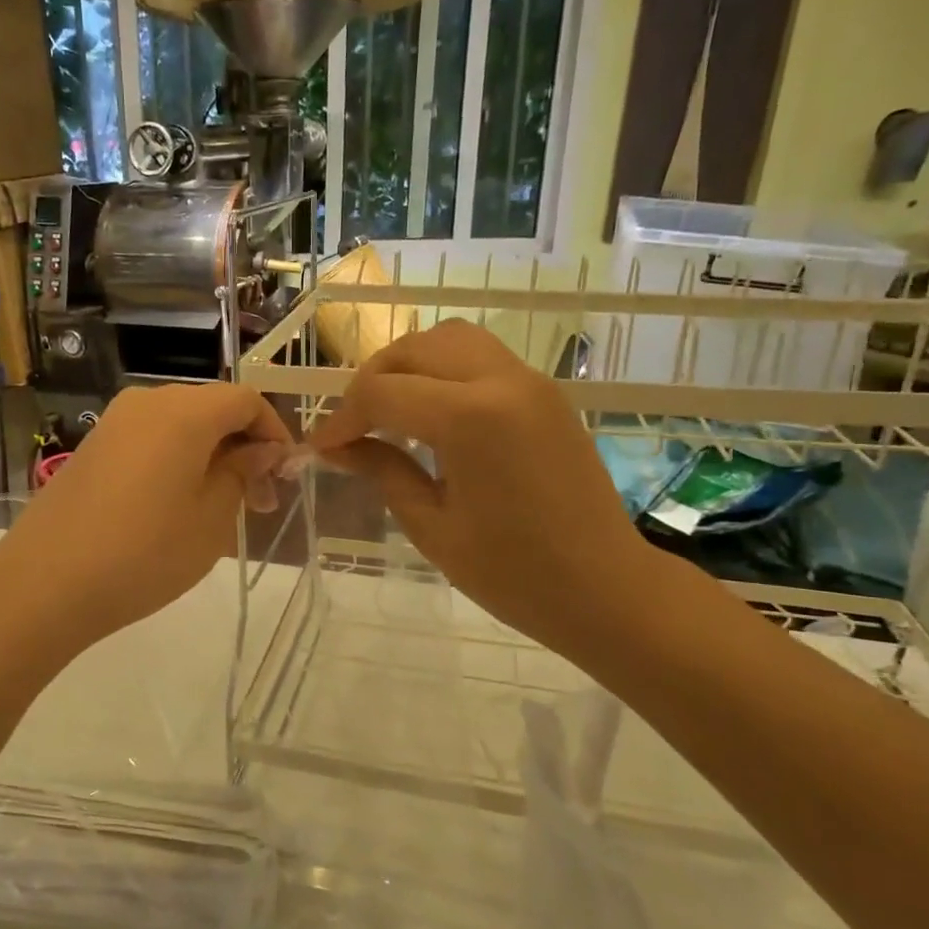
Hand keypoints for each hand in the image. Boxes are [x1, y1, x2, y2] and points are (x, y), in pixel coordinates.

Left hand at [0, 384, 292, 650]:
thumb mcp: (212, 518)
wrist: (46, 582)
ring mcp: (114, 423)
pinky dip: (176, 461)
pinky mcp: (93, 447)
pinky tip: (176, 507)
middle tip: (258, 503)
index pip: (246, 400)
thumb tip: (262, 449)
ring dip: (210, 457)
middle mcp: (147, 402)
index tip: (285, 476)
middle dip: (243, 448)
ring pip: (180, 426)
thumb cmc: (145, 552)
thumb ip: (243, 472)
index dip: (274, 433)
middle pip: (212, 409)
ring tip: (219, 511)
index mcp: (184, 411)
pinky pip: (149, 440)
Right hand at [309, 320, 656, 663]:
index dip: (342, 418)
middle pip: (415, 348)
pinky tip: (432, 414)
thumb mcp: (432, 526)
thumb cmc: (513, 573)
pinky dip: (443, 370)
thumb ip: (383, 471)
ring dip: (409, 365)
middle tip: (352, 427)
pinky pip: (481, 358)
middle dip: (371, 380)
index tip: (322, 448)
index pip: (383, 392)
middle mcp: (502, 381)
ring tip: (389, 411)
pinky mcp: (546, 393)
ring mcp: (530, 381)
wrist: (606, 588)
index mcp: (471, 417)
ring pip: (451, 339)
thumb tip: (338, 448)